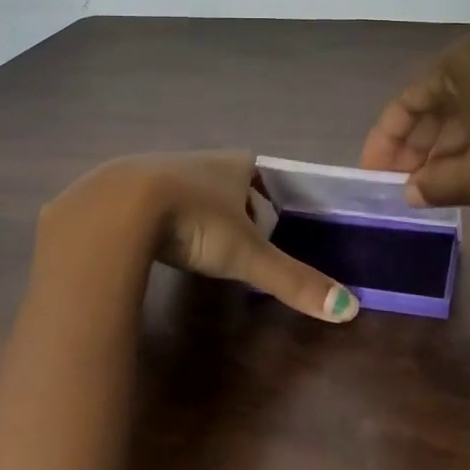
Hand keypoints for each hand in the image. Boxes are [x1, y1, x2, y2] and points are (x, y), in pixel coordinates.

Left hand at [39, 151, 359, 322]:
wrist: (119, 208)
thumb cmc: (195, 221)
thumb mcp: (247, 255)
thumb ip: (294, 280)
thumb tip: (350, 310)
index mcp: (231, 165)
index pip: (256, 173)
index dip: (263, 197)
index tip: (265, 225)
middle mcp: (196, 159)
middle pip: (221, 180)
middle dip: (228, 206)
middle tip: (232, 241)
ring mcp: (156, 167)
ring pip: (184, 188)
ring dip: (191, 211)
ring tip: (192, 243)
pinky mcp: (121, 185)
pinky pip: (147, 199)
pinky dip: (155, 217)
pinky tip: (152, 241)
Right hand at [358, 33, 469, 219]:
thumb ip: (435, 183)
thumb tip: (409, 192)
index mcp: (464, 62)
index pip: (407, 102)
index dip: (385, 142)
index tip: (372, 177)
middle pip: (436, 102)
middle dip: (416, 146)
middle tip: (400, 186)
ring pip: (467, 109)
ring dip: (446, 148)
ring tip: (430, 188)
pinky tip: (469, 173)